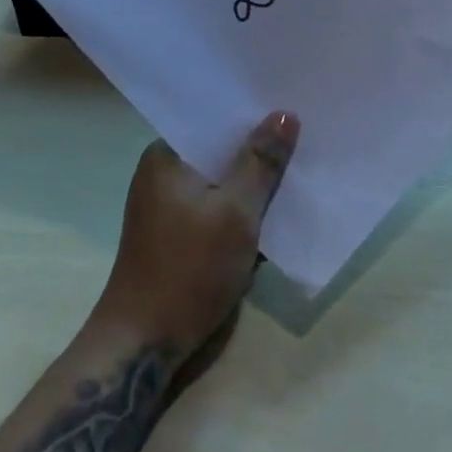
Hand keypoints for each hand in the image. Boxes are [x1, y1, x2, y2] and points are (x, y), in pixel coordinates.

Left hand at [94, 111, 299, 365]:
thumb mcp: (235, 212)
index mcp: (167, 156)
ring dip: (255, 182)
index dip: (255, 115)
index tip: (294, 107)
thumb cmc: (188, 270)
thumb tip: (283, 113)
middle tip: (308, 135)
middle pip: (221, 151)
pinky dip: (243, 209)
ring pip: (223, 182)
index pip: (216, 120)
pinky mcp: (179, 235)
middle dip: (260, 149)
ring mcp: (170, 206)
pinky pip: (218, 207)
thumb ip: (261, 162)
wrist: (143, 344)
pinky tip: (276, 209)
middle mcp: (164, 173)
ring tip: (301, 166)